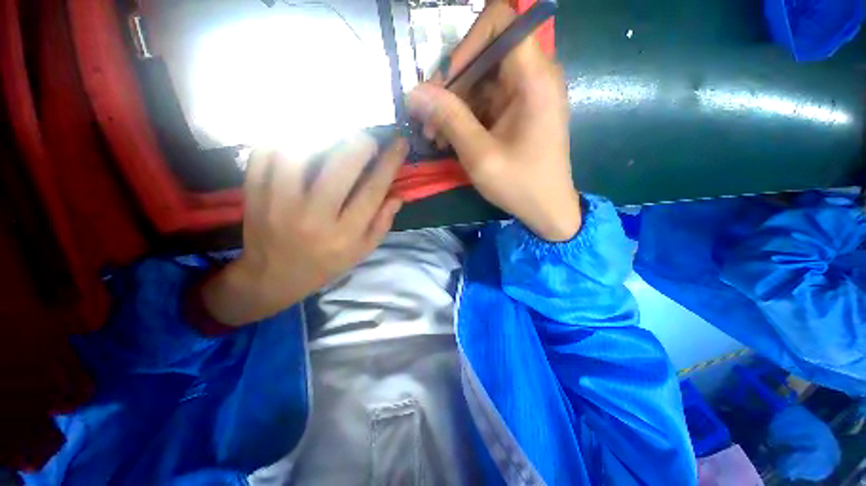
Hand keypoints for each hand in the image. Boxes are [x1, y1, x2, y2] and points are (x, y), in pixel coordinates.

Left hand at [200, 135, 407, 325]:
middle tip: (368, 138)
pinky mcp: (254, 195)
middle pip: (339, 168)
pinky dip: (282, 139)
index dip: (389, 163)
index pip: (372, 191)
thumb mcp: (362, 252)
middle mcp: (314, 218)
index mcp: (344, 234)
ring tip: (333, 136)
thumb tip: (398, 195)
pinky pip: (264, 155)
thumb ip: (382, 224)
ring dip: (320, 136)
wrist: (273, 277)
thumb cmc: (325, 265)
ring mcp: (279, 204)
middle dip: (360, 144)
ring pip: (299, 154)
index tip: (400, 143)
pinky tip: (298, 140)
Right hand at [408, 2, 578, 241]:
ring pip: (481, 80)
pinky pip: (486, 100)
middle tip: (429, 120)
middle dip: (452, 85)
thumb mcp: (480, 155)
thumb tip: (415, 93)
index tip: (446, 81)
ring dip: (454, 105)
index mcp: (534, 78)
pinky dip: (465, 116)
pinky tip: (449, 139)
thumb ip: (449, 119)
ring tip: (435, 136)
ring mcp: (526, 94)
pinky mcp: (518, 111)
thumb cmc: (520, 185)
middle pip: (485, 55)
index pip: (501, 22)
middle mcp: (534, 76)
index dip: (467, 44)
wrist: (547, 209)